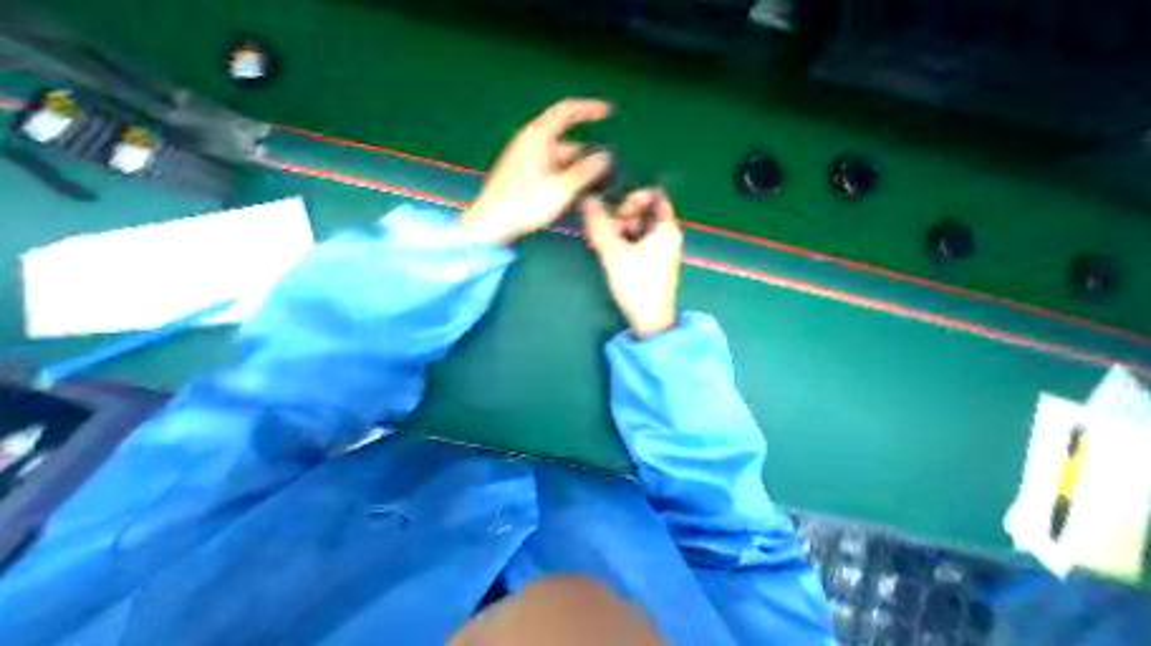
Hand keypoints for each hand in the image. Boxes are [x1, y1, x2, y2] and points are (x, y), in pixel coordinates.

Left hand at [462, 98, 615, 244]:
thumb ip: (586, 171)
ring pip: (559, 162)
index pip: (567, 111)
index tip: (608, 112)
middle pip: (566, 144)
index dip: (589, 108)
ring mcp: (526, 161)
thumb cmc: (525, 204)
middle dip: (586, 159)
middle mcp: (531, 144)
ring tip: (591, 192)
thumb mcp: (561, 188)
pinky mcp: (523, 177)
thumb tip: (605, 157)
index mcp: (538, 136)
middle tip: (605, 177)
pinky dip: (563, 180)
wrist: (492, 224)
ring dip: (576, 173)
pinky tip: (572, 197)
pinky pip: (550, 172)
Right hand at [587, 187, 680, 337]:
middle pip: (644, 212)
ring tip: (603, 247)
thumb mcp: (614, 252)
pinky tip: (611, 256)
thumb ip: (599, 225)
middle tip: (606, 234)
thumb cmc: (636, 284)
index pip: (655, 195)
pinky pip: (639, 244)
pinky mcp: (655, 264)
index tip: (617, 213)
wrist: (650, 320)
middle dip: (622, 218)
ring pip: (639, 229)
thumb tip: (586, 199)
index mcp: (666, 228)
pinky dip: (625, 244)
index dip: (633, 198)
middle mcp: (668, 236)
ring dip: (619, 232)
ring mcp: (662, 251)